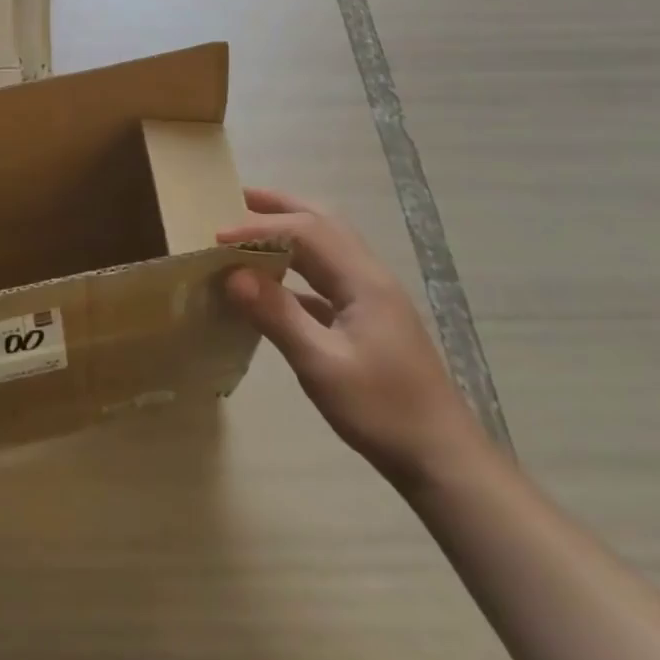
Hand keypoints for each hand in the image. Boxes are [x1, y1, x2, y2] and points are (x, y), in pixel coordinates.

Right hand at [222, 187, 482, 486]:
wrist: (444, 460)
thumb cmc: (383, 412)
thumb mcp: (322, 366)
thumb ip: (278, 316)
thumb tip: (234, 274)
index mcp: (363, 281)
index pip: (305, 231)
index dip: (259, 227)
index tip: (216, 236)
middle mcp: (370, 276)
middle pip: (323, 222)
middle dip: (279, 205)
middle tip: (235, 199)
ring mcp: (373, 297)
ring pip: (328, 244)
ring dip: (290, 228)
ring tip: (249, 227)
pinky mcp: (370, 318)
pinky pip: (327, 274)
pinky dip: (297, 263)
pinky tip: (272, 282)